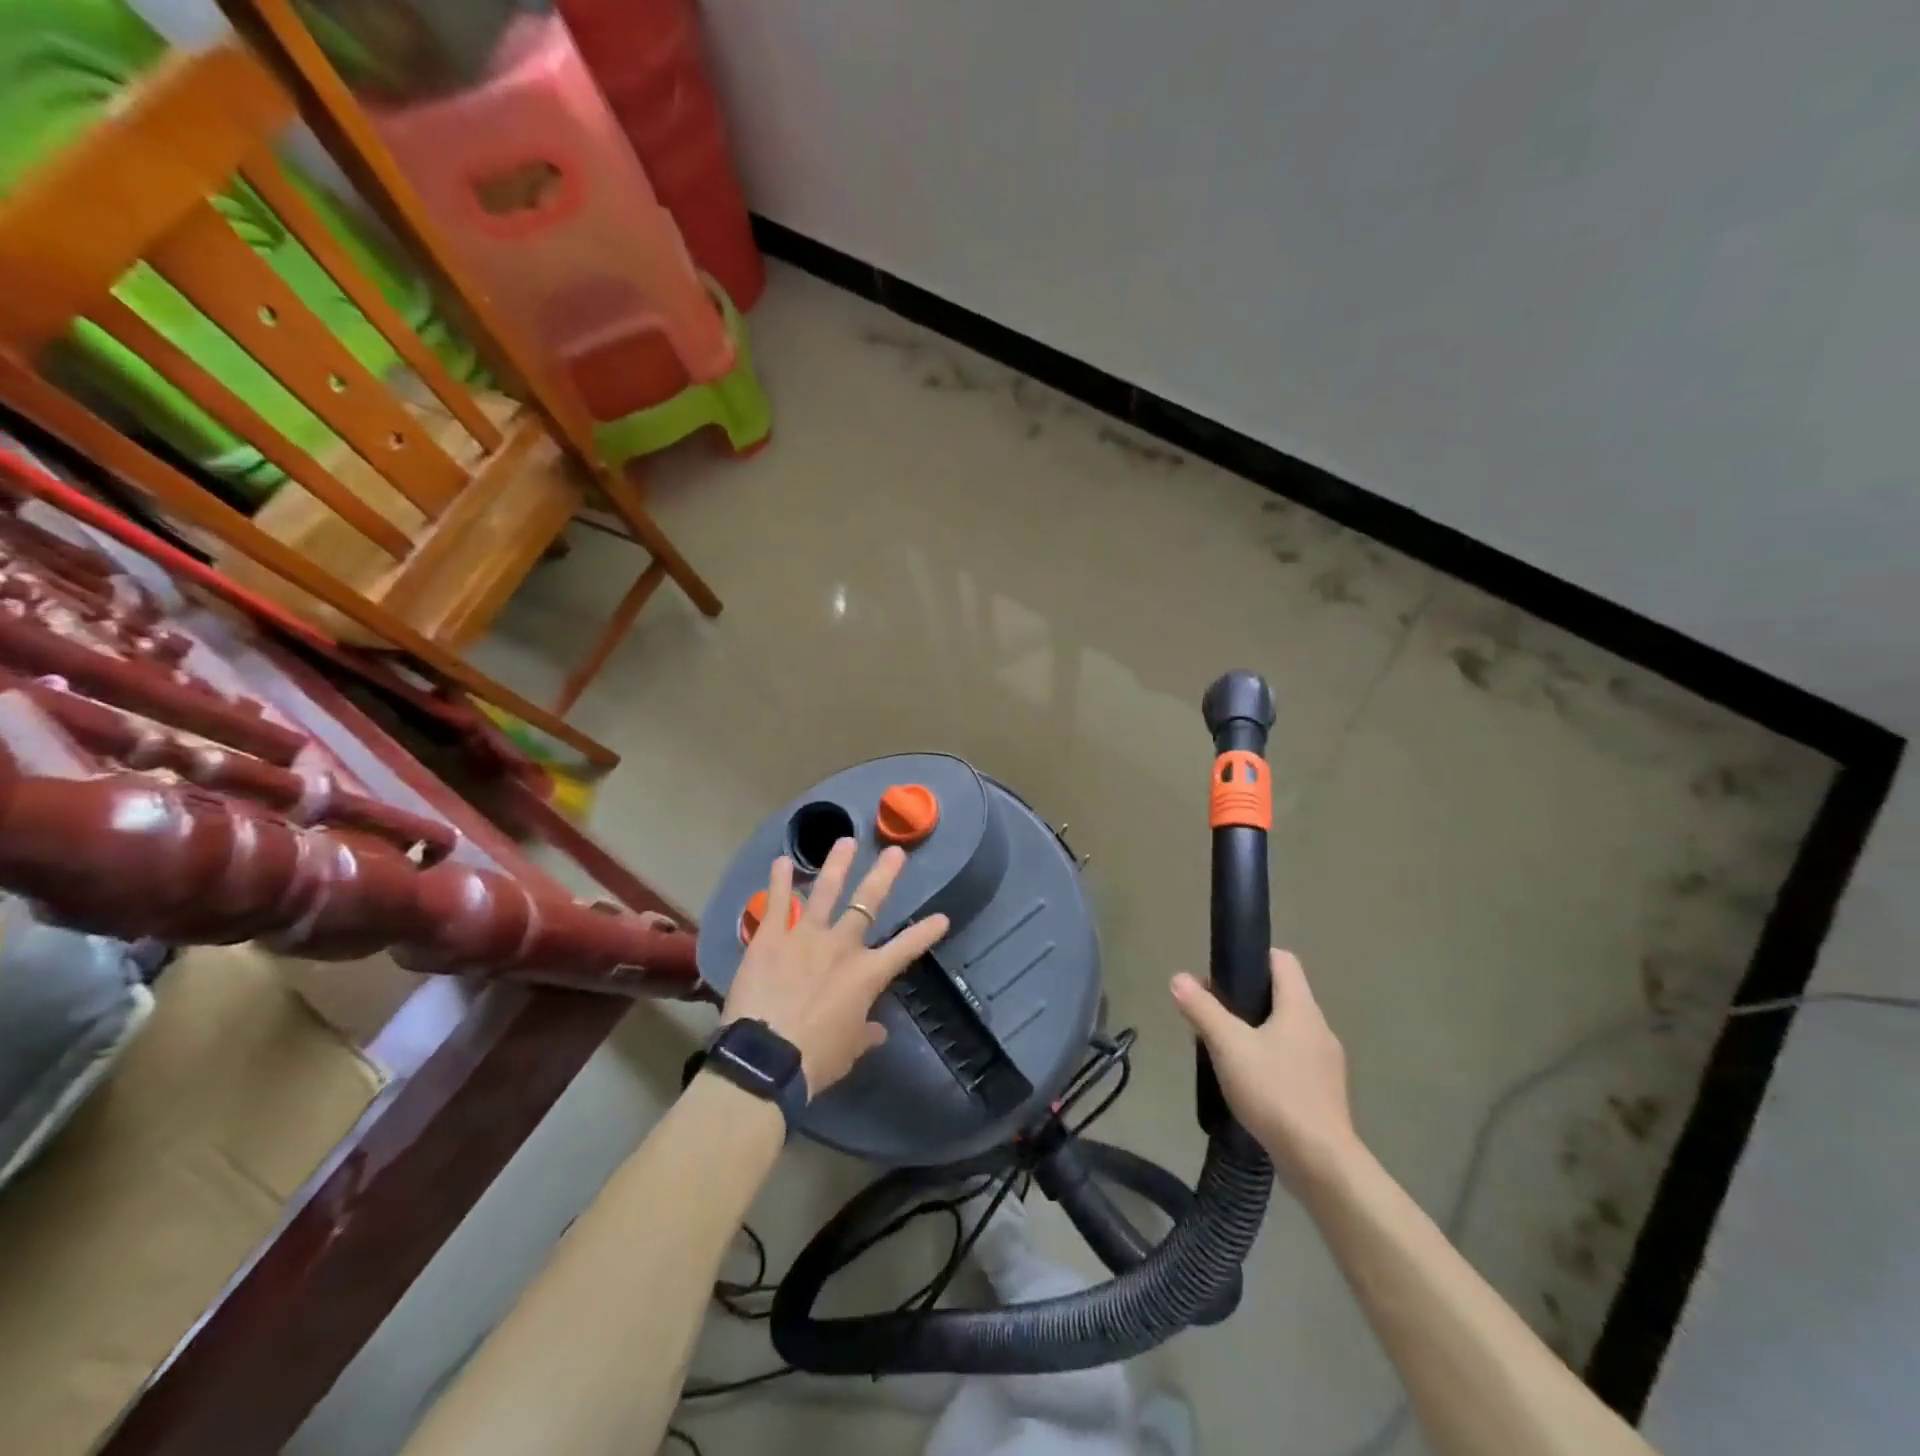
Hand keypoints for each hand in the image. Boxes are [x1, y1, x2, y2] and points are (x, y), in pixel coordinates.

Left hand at [722, 839, 948, 1097]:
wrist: (766, 1058)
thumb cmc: (814, 1059)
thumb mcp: (848, 1051)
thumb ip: (864, 1034)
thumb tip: (878, 1031)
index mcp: (866, 974)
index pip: (906, 948)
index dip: (926, 932)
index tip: (942, 917)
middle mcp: (841, 946)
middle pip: (868, 903)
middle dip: (884, 875)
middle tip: (895, 851)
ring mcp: (805, 936)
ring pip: (825, 891)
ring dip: (837, 865)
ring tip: (845, 841)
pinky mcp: (771, 937)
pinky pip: (777, 903)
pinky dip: (780, 881)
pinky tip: (782, 861)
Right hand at [1171, 949, 1358, 1187]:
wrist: (1321, 1162)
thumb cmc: (1275, 1092)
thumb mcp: (1228, 1046)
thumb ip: (1202, 1009)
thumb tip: (1179, 978)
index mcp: (1301, 1008)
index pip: (1283, 961)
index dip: (1254, 957)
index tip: (1225, 972)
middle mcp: (1319, 1028)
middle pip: (1283, 996)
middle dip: (1247, 1000)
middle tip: (1213, 1015)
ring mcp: (1326, 1063)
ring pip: (1286, 1031)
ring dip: (1257, 1033)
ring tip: (1225, 1052)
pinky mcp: (1324, 1094)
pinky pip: (1293, 1062)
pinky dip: (1271, 1062)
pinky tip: (1249, 1084)